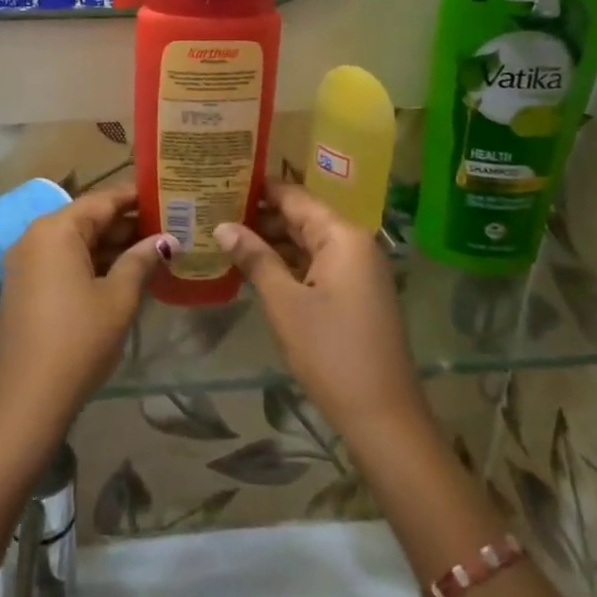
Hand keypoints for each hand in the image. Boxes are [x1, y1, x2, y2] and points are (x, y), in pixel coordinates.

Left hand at [0, 183, 170, 442]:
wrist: (26, 400)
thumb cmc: (78, 340)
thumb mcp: (118, 298)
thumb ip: (141, 261)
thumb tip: (165, 240)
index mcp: (56, 230)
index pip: (102, 200)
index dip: (135, 197)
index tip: (166, 193)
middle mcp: (35, 238)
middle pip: (87, 220)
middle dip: (127, 224)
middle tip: (170, 226)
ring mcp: (25, 264)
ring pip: (75, 243)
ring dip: (112, 247)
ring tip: (155, 250)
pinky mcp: (24, 289)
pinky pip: (63, 263)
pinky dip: (92, 265)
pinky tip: (124, 275)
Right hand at [216, 181, 425, 442]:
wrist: (382, 416)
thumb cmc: (330, 351)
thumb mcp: (284, 302)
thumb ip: (254, 258)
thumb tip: (222, 225)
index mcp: (342, 236)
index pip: (294, 197)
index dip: (258, 189)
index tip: (221, 181)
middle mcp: (354, 244)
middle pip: (302, 217)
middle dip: (260, 216)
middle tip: (214, 211)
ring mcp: (358, 270)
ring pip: (307, 242)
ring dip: (271, 241)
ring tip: (225, 235)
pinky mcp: (355, 293)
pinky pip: (316, 264)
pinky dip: (287, 263)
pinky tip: (254, 267)